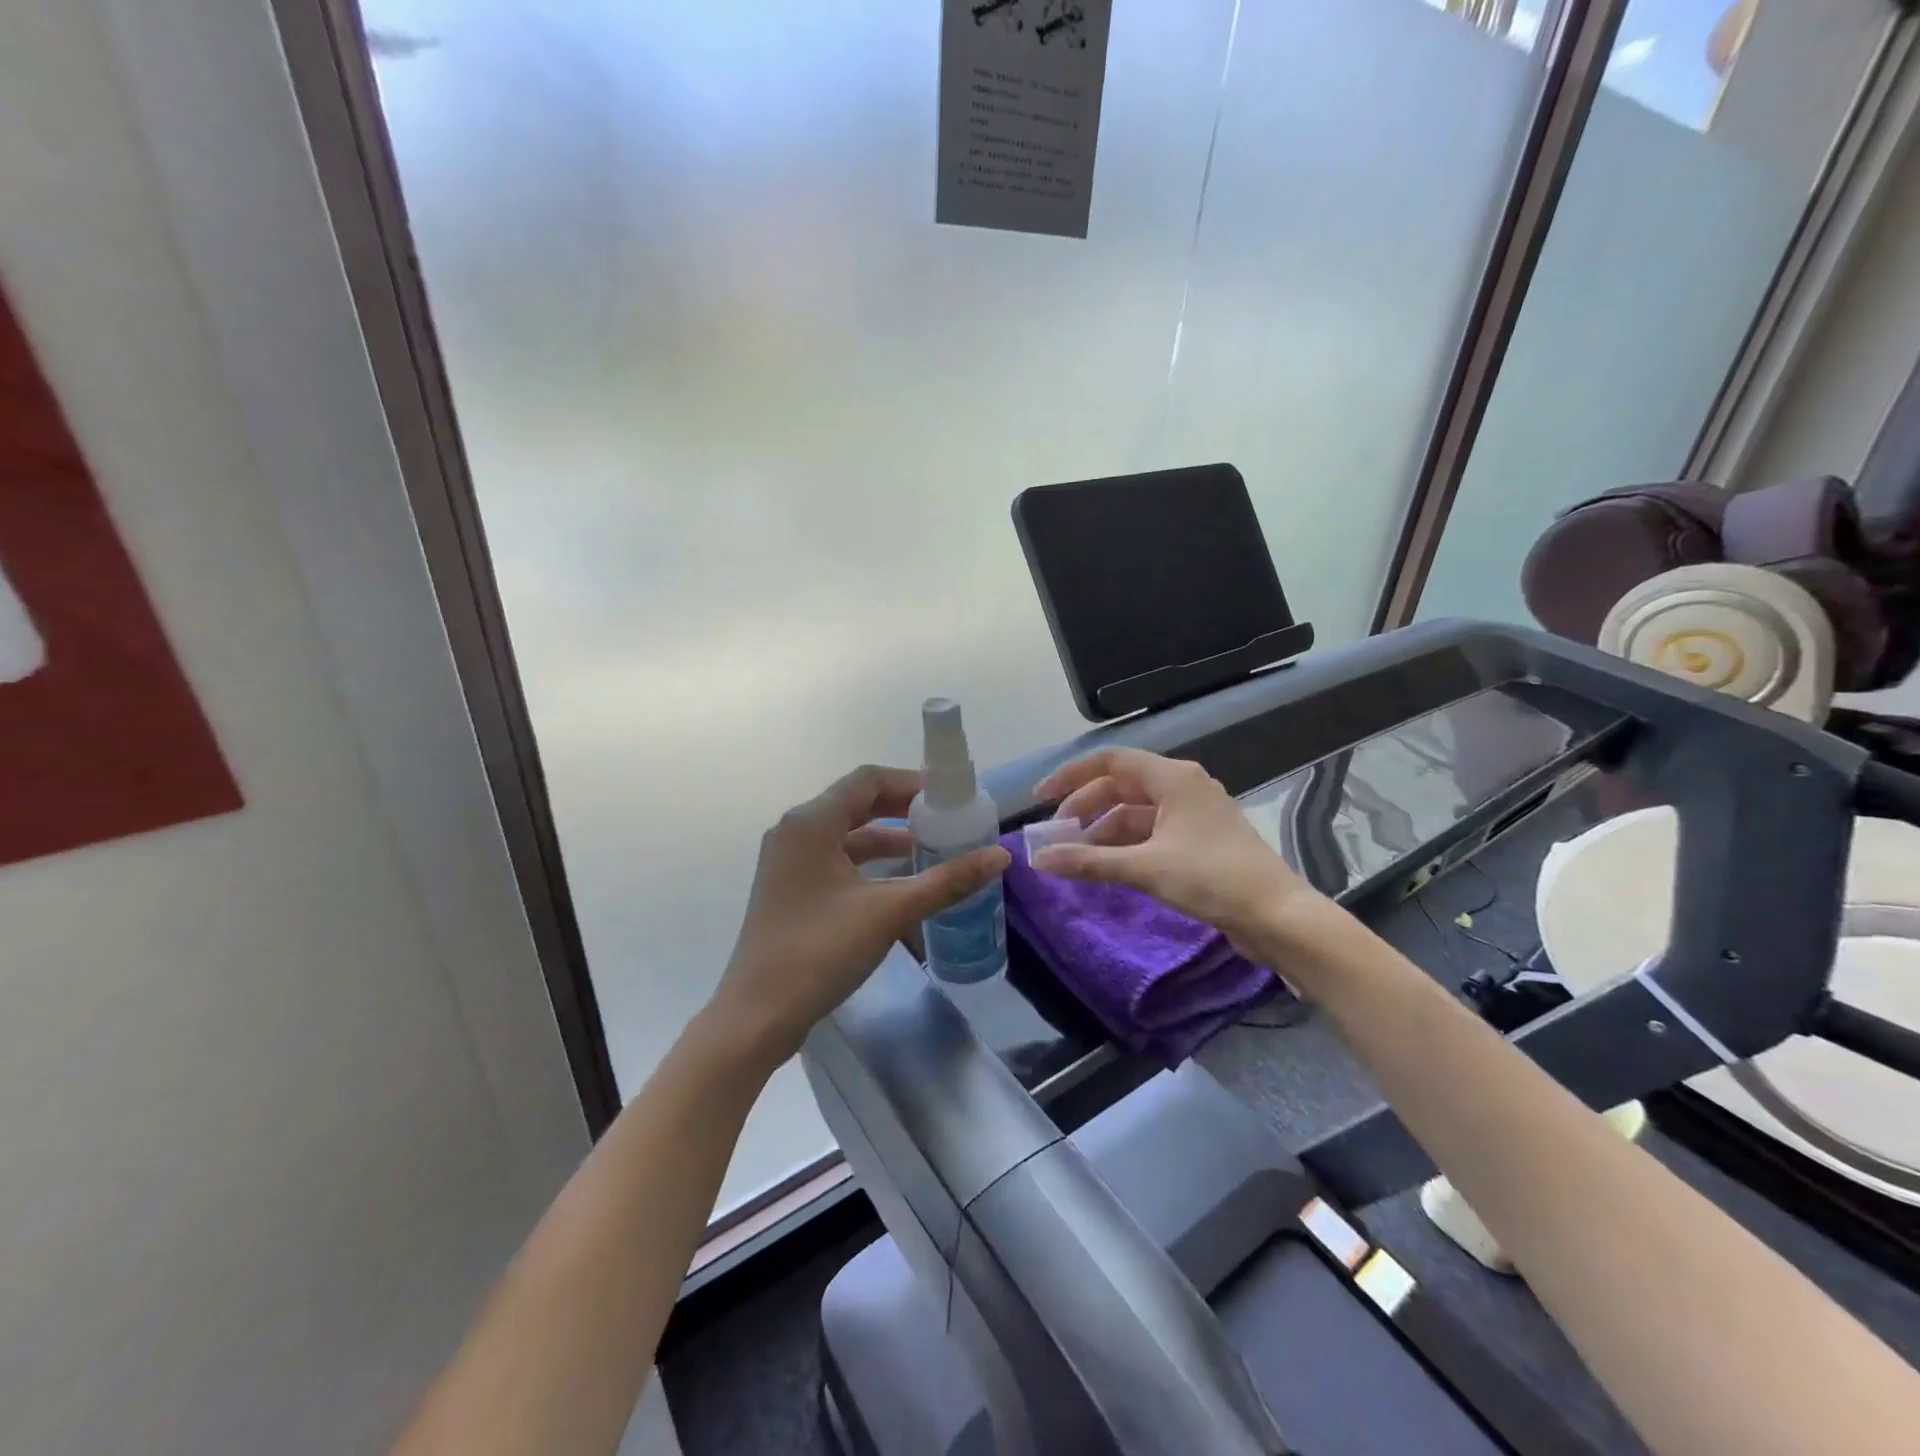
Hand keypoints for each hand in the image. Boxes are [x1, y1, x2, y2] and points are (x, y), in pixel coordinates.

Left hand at [708, 764, 1009, 1069]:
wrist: (758, 1014)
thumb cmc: (820, 951)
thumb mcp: (890, 912)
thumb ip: (947, 881)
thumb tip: (1001, 857)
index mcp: (811, 822)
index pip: (868, 780)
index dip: (911, 783)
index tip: (949, 798)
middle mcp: (794, 831)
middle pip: (856, 802)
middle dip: (902, 809)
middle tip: (945, 820)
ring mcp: (787, 861)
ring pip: (845, 833)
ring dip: (887, 836)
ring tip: (930, 849)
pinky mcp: (788, 888)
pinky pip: (834, 858)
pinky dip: (867, 862)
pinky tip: (897, 881)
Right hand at [1032, 747, 1320, 961]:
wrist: (1277, 915)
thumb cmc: (1211, 878)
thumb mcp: (1144, 868)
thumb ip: (1089, 862)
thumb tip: (1039, 860)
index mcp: (1173, 777)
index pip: (1110, 761)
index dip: (1071, 776)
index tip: (1042, 799)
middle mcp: (1183, 786)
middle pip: (1121, 785)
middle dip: (1085, 807)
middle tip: (1057, 836)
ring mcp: (1193, 813)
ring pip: (1136, 811)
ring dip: (1104, 830)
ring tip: (1077, 857)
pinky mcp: (1200, 840)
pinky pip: (1152, 831)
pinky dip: (1126, 844)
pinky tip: (1108, 866)